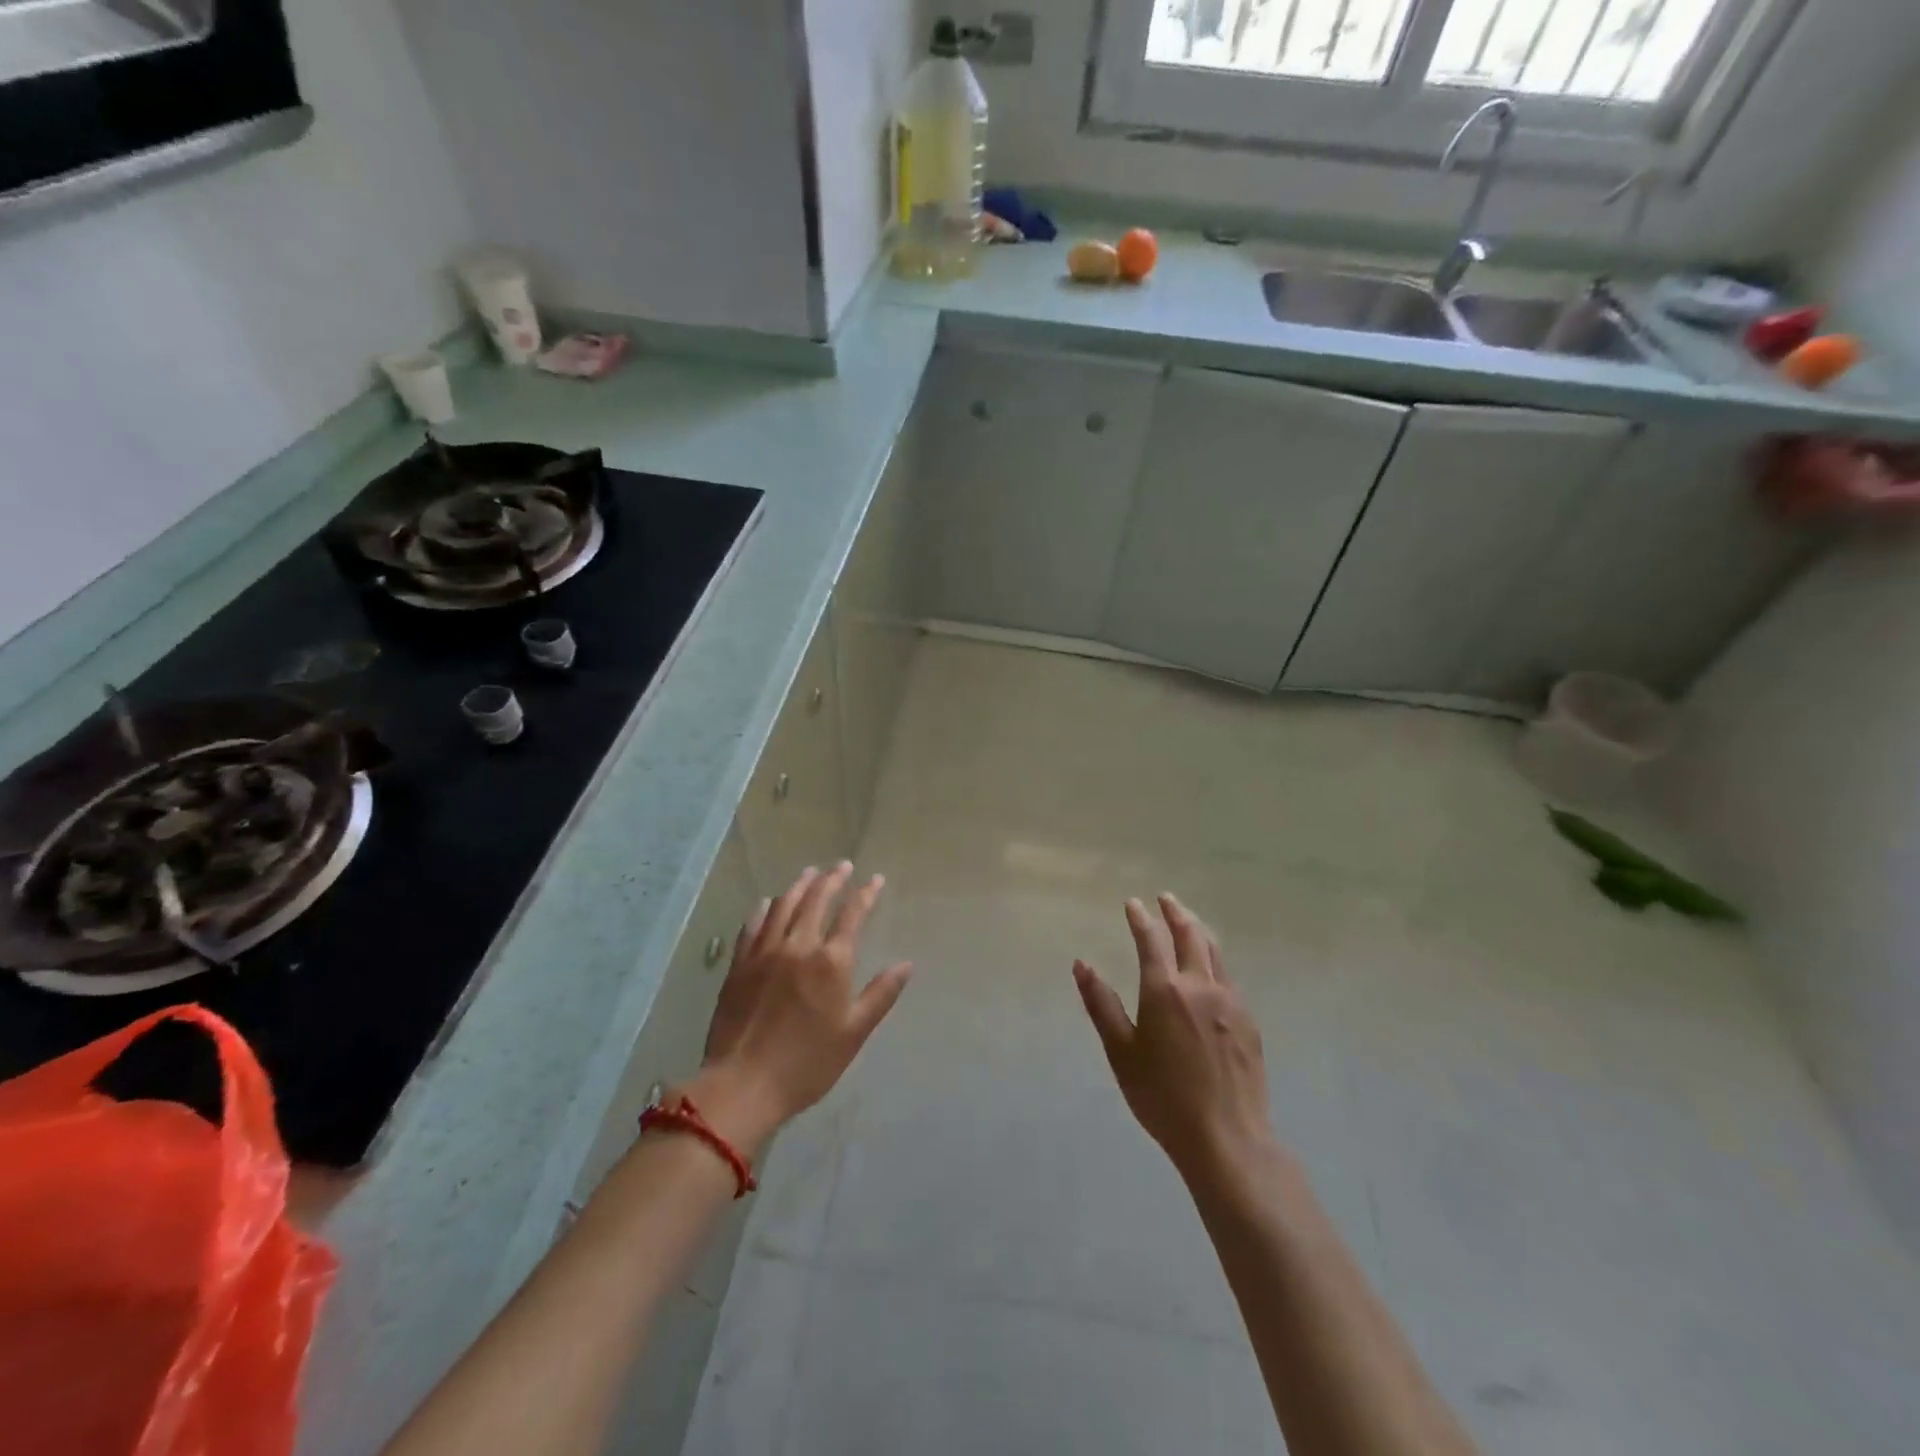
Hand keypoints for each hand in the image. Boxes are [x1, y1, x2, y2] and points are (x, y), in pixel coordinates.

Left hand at [688, 863, 911, 1154]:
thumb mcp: (853, 1033)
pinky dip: (764, 909)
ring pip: (783, 906)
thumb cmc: (807, 1064)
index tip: (875, 880)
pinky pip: (752, 926)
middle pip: (816, 900)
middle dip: (832, 879)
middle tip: (842, 866)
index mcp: (831, 961)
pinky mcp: (739, 965)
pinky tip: (768, 903)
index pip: (852, 915)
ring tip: (809, 873)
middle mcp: (798, 946)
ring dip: (799, 885)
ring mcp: (764, 952)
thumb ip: (880, 994)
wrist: (744, 1084)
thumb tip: (906, 964)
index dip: (866, 894)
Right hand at [1073, 895, 1273, 1182]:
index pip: (1151, 940)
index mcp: (1164, 990)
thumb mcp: (1121, 1053)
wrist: (1226, 1138)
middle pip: (1190, 935)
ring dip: (1198, 930)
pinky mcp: (1248, 1020)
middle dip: (1175, 913)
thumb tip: (1081, 964)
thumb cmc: (1162, 1097)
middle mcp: (1200, 985)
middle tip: (1165, 899)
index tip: (1133, 904)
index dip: (1140, 919)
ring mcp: (1229, 1001)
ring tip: (1189, 920)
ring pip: (1214, 952)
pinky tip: (1211, 968)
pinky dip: (1215, 959)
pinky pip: (1229, 976)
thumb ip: (1101, 1004)